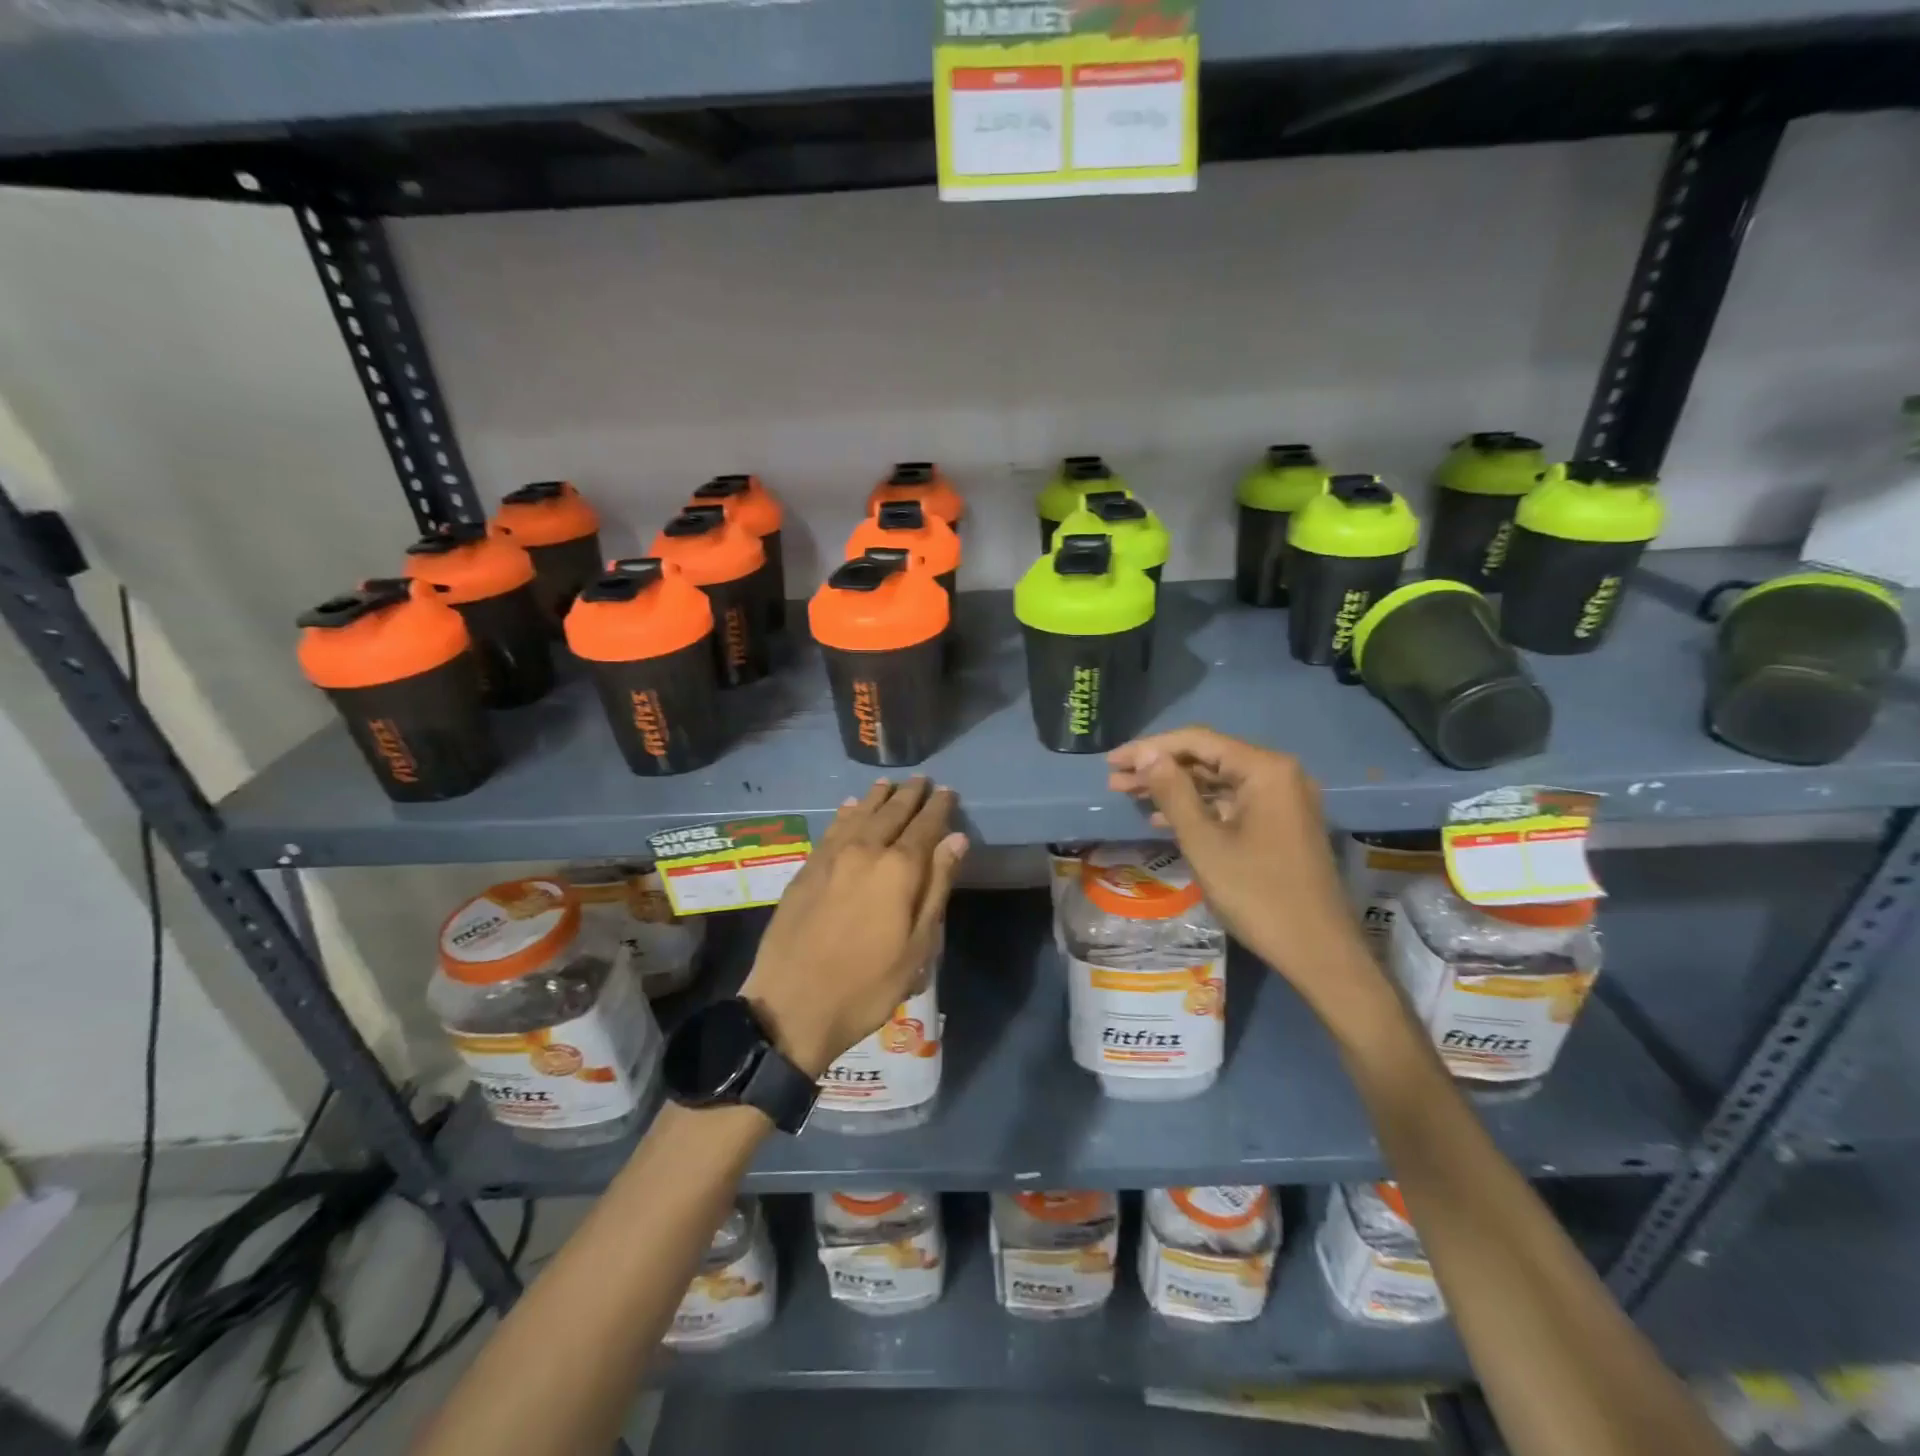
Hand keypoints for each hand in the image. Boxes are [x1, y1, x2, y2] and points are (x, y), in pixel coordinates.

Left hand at [740, 778, 967, 1077]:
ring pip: (859, 815)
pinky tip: (850, 807)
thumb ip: (937, 886)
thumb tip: (956, 839)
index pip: (925, 827)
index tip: (947, 791)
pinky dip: (846, 814)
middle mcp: (865, 851)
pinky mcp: (807, 869)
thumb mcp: (918, 946)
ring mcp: (831, 858)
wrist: (792, 1006)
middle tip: (922, 780)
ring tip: (888, 784)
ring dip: (877, 797)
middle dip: (909, 795)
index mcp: (898, 870)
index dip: (938, 808)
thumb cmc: (868, 985)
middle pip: (892, 813)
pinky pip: (832, 829)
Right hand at [1106, 726, 1379, 1008]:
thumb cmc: (1257, 894)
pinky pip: (1232, 804)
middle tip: (1114, 780)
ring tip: (1129, 795)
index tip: (1112, 761)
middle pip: (1208, 758)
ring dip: (1175, 788)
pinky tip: (1163, 819)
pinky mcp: (1281, 824)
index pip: (1198, 741)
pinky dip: (1198, 808)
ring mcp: (1283, 801)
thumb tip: (1146, 755)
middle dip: (1160, 768)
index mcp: (1265, 770)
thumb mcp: (1204, 842)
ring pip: (1218, 782)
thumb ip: (1173, 792)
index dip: (1150, 748)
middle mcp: (1279, 775)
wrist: (1317, 951)